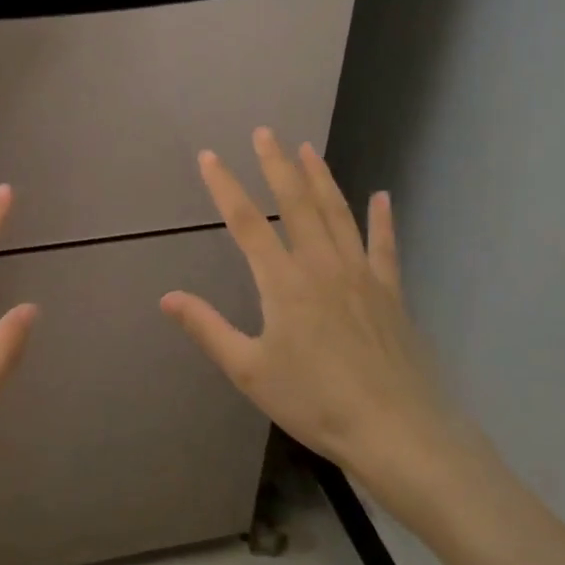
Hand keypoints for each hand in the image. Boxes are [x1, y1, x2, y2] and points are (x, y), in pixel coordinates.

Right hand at [161, 129, 489, 532]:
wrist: (397, 431)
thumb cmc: (315, 403)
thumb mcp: (249, 371)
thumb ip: (208, 329)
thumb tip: (167, 297)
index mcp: (283, 282)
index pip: (247, 222)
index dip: (225, 186)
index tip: (209, 157)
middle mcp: (322, 266)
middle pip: (296, 203)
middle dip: (277, 165)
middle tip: (265, 132)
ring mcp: (361, 275)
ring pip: (337, 214)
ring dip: (321, 178)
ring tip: (307, 148)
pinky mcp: (390, 291)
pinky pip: (385, 246)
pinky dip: (383, 219)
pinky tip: (382, 196)